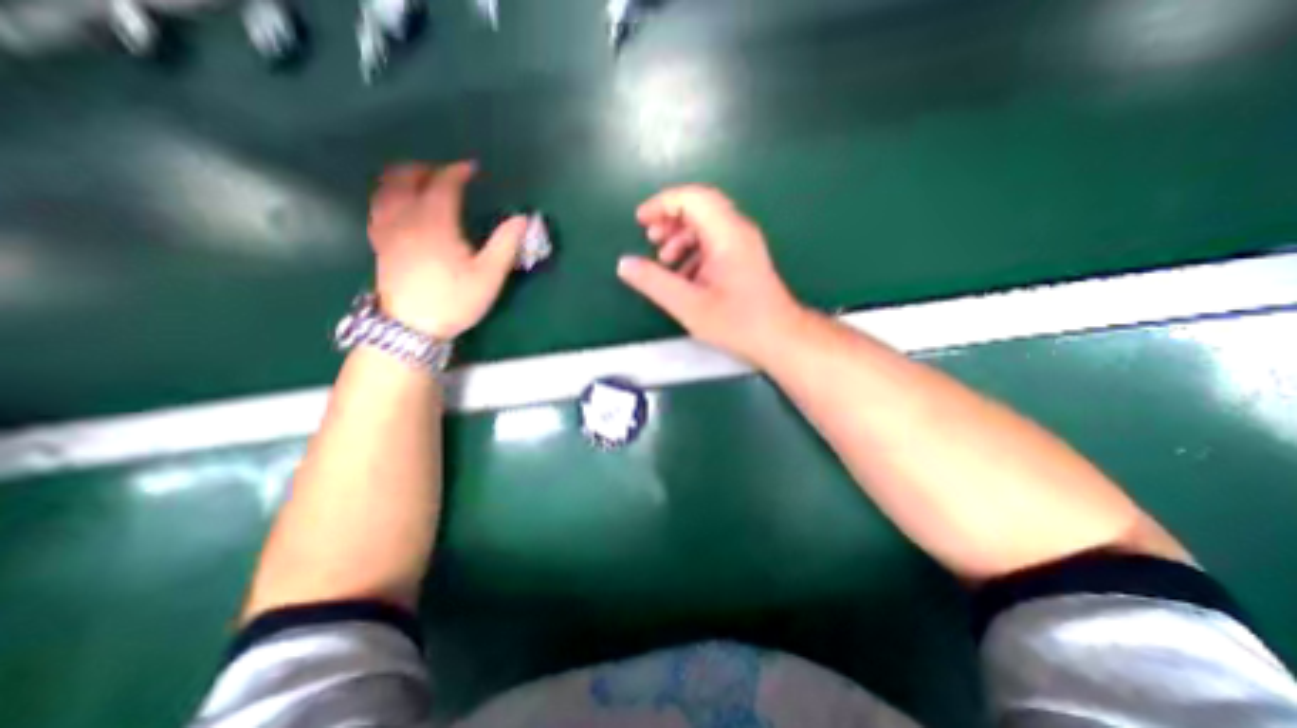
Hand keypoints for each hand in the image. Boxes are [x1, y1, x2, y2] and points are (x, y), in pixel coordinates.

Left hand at [362, 162, 523, 337]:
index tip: (472, 168)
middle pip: (406, 179)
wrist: (411, 327)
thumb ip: (505, 244)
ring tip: (418, 180)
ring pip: (385, 190)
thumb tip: (522, 219)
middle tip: (445, 173)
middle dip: (426, 169)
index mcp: (435, 223)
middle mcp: (406, 219)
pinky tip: (396, 205)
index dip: (458, 172)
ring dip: (402, 178)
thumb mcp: (489, 276)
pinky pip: (377, 208)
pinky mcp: (380, 245)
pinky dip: (387, 197)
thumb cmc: (454, 300)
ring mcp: (388, 231)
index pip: (443, 185)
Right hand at [613, 184, 806, 366]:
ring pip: (707, 225)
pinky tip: (683, 275)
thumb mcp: (688, 304)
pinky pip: (714, 243)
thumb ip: (654, 282)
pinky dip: (693, 251)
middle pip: (700, 207)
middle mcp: (738, 231)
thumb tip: (624, 264)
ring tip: (664, 260)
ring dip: (681, 236)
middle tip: (650, 238)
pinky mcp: (744, 258)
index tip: (641, 221)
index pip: (692, 198)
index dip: (662, 204)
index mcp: (726, 234)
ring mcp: (743, 244)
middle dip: (670, 219)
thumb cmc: (737, 322)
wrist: (779, 338)